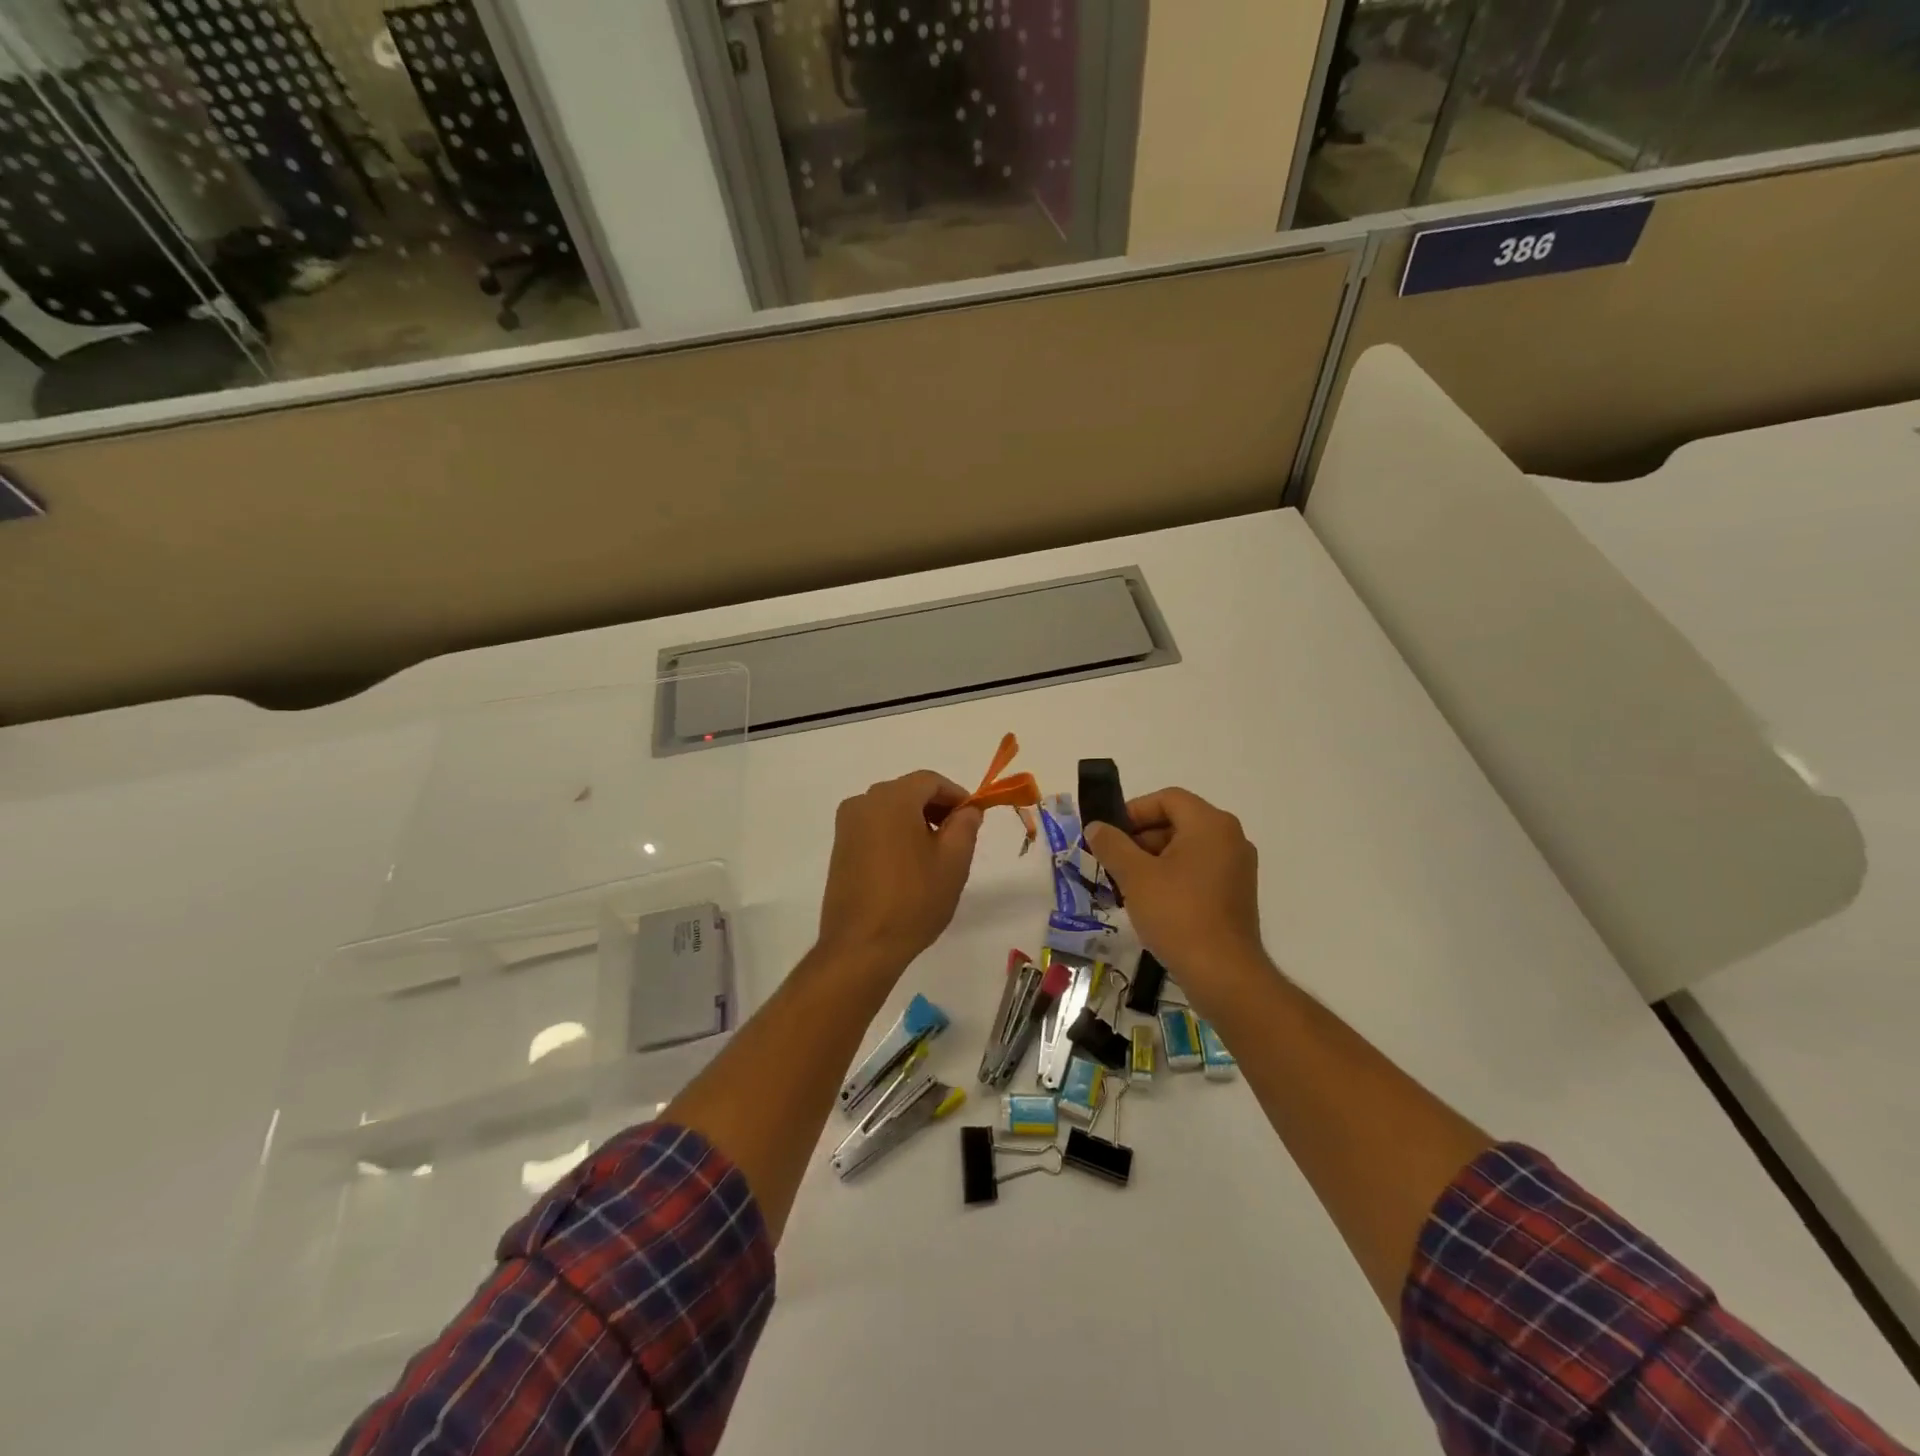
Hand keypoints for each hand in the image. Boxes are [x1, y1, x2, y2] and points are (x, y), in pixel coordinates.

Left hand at [817, 770, 983, 975]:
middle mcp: (863, 802)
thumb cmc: (913, 899)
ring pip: (890, 810)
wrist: (861, 946)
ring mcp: (846, 825)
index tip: (974, 819)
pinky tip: (909, 866)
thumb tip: (967, 809)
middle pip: (908, 792)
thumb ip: (965, 825)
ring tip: (936, 855)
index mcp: (892, 798)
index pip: (931, 781)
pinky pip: (874, 828)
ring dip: (916, 822)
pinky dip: (895, 835)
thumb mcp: (953, 861)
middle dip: (937, 808)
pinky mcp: (839, 848)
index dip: (957, 795)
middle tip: (959, 837)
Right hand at [1085, 788, 1266, 992]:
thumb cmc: (1177, 914)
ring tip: (1124, 885)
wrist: (1223, 974)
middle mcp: (1230, 838)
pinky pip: (1197, 871)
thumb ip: (1111, 844)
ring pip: (1185, 849)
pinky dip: (1172, 877)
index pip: (1167, 799)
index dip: (1133, 811)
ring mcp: (1237, 868)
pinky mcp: (1235, 894)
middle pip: (1177, 822)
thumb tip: (1096, 827)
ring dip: (1152, 859)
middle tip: (1111, 861)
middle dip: (1140, 838)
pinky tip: (1149, 902)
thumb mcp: (1135, 876)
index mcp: (1210, 824)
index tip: (1108, 835)